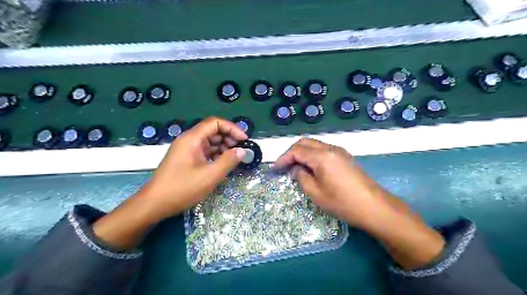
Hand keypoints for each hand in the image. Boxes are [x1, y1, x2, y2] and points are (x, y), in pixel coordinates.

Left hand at [139, 117, 247, 219]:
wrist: (155, 204)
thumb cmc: (182, 188)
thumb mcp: (210, 175)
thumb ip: (228, 161)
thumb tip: (242, 150)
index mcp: (192, 139)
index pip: (215, 123)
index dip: (232, 128)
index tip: (244, 140)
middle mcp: (189, 140)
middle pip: (213, 131)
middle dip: (229, 138)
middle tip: (241, 150)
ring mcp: (187, 150)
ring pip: (210, 141)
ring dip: (224, 147)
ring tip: (234, 158)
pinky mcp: (187, 159)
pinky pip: (205, 151)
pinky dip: (216, 155)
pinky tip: (224, 164)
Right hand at [276, 138, 442, 269]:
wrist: (374, 207)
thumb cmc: (343, 202)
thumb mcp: (316, 193)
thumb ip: (301, 177)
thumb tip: (295, 169)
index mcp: (322, 156)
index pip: (296, 150)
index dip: (283, 158)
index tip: (274, 169)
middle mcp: (330, 148)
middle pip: (305, 142)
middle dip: (291, 152)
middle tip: (283, 166)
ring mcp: (339, 151)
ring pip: (314, 145)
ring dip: (302, 153)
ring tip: (295, 167)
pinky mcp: (344, 157)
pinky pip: (323, 150)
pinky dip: (312, 155)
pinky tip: (310, 168)